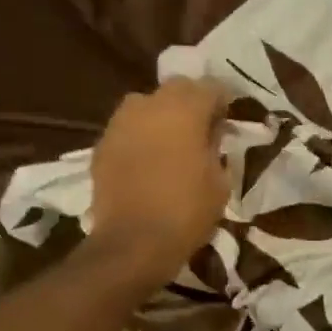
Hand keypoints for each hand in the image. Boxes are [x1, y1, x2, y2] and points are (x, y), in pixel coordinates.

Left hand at [88, 78, 229, 283]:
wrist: (132, 243)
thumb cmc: (186, 212)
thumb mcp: (219, 181)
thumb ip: (215, 147)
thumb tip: (211, 132)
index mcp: (184, 110)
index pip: (211, 87)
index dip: (223, 100)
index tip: (229, 116)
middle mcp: (149, 105)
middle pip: (176, 88)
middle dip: (191, 101)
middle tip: (202, 125)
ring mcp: (120, 123)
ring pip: (146, 105)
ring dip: (162, 115)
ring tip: (172, 140)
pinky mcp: (102, 144)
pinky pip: (127, 129)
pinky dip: (140, 136)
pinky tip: (148, 158)